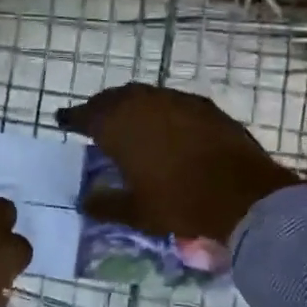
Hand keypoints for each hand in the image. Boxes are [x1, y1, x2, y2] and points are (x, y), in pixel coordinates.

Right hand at [57, 84, 302, 244]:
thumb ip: (106, 204)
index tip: (63, 120)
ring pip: (142, 96)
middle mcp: (142, 104)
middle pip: (112, 99)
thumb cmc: (180, 203)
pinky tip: (164, 125)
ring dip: (130, 105)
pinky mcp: (202, 105)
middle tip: (94, 120)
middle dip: (100, 108)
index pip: (85, 115)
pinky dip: (159, 109)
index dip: (72, 118)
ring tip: (128, 121)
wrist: (243, 194)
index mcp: (118, 126)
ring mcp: (175, 100)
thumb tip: (84, 200)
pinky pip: (170, 101)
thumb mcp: (137, 211)